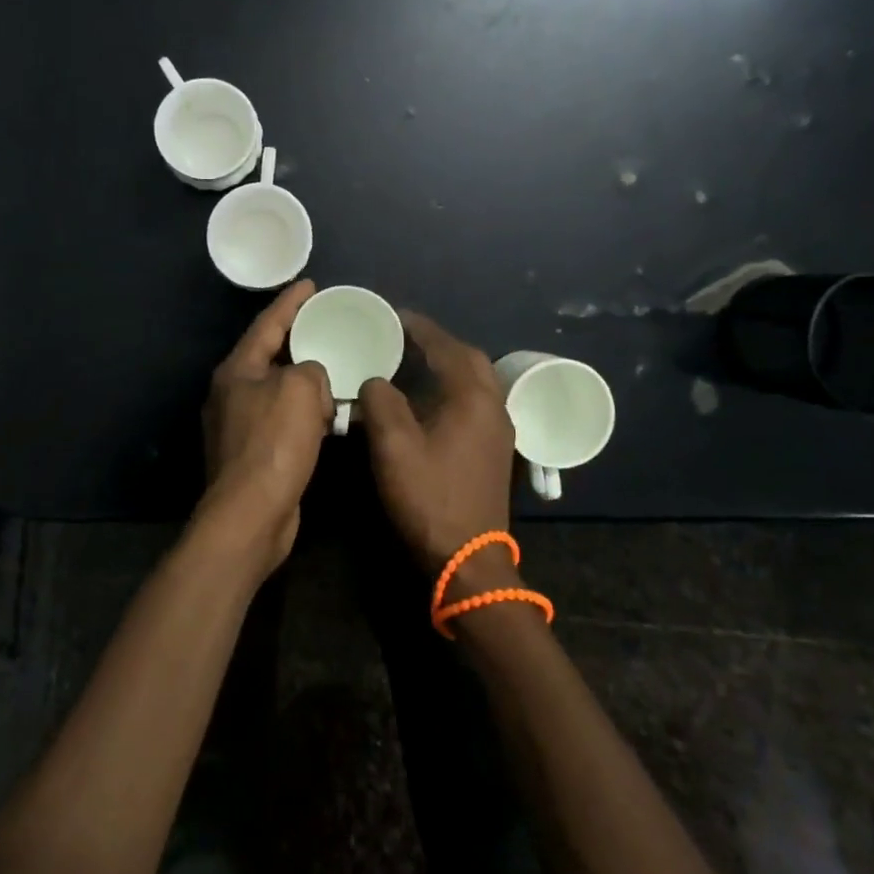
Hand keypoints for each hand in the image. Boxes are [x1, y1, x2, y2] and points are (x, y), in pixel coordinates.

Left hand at [194, 280, 333, 580]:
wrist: (251, 514)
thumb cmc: (273, 443)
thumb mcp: (298, 390)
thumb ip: (310, 370)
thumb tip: (312, 380)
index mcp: (237, 370)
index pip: (266, 324)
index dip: (290, 302)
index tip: (310, 284)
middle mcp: (232, 393)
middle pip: (269, 355)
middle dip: (297, 339)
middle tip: (326, 322)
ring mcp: (239, 425)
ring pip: (278, 390)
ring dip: (305, 379)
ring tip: (334, 365)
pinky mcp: (253, 453)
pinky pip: (283, 419)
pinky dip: (305, 412)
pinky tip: (328, 414)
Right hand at [360, 312, 517, 584]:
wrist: (468, 559)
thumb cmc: (430, 498)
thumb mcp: (394, 447)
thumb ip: (380, 402)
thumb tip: (375, 381)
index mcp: (472, 398)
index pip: (446, 347)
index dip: (420, 328)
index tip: (395, 314)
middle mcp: (493, 406)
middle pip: (469, 359)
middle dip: (438, 343)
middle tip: (405, 337)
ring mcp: (498, 430)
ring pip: (476, 381)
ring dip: (448, 365)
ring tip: (414, 362)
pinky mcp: (494, 451)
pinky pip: (476, 402)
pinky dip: (454, 388)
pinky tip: (430, 400)